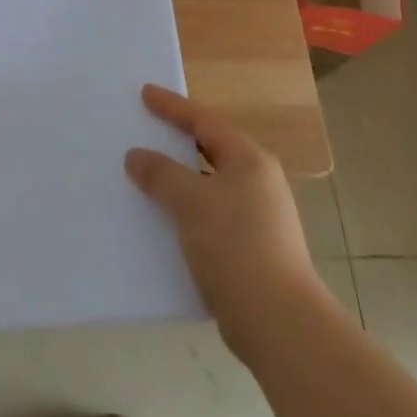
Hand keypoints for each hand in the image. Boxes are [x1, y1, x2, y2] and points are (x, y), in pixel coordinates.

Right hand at [126, 84, 331, 359]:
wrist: (279, 323)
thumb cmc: (235, 246)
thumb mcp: (190, 201)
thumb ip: (160, 173)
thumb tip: (137, 156)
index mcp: (248, 159)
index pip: (204, 121)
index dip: (172, 106)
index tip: (145, 93)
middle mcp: (258, 182)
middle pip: (210, 150)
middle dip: (176, 142)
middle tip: (145, 130)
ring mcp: (259, 218)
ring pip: (209, 186)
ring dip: (179, 181)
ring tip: (146, 176)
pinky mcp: (253, 250)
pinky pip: (211, 216)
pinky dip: (187, 212)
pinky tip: (164, 222)